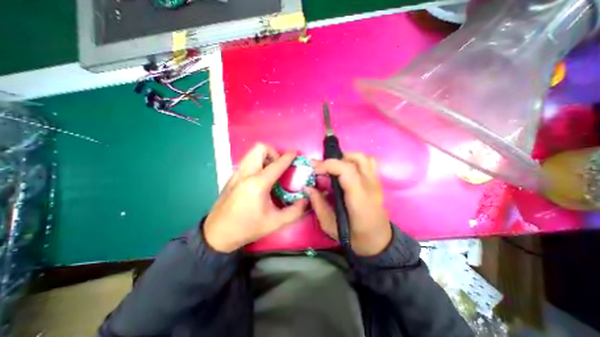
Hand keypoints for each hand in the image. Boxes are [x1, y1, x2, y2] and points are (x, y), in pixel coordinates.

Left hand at [203, 142, 306, 252]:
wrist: (218, 234)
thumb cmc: (247, 228)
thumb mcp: (275, 222)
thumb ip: (295, 211)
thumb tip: (306, 200)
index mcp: (258, 184)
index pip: (277, 164)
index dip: (289, 157)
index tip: (295, 153)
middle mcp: (246, 174)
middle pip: (260, 148)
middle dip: (273, 153)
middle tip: (279, 166)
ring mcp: (237, 174)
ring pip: (252, 152)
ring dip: (264, 156)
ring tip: (270, 171)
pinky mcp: (232, 177)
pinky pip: (247, 161)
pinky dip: (257, 162)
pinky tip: (260, 178)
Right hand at [306, 155, 394, 256]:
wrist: (379, 240)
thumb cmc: (355, 236)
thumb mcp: (330, 226)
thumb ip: (318, 205)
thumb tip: (308, 188)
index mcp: (359, 199)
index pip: (347, 171)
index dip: (329, 165)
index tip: (314, 169)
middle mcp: (370, 186)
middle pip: (355, 160)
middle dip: (335, 160)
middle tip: (322, 169)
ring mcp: (376, 182)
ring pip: (363, 158)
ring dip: (346, 158)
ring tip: (335, 168)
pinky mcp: (377, 182)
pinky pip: (369, 162)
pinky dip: (355, 160)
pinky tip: (347, 170)